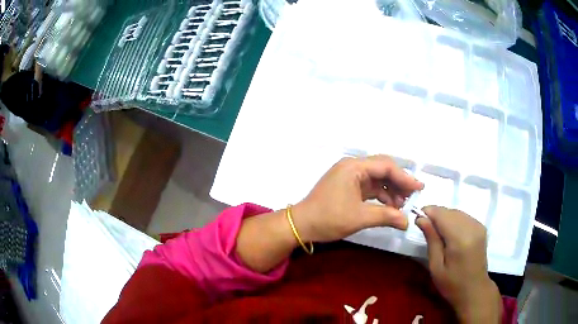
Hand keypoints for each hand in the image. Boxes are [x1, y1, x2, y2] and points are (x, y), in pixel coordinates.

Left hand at [292, 155, 422, 242]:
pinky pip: (370, 187)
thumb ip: (386, 216)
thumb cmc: (328, 218)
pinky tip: (390, 207)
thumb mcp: (359, 217)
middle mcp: (352, 167)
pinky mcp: (348, 186)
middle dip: (398, 183)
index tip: (419, 188)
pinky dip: (381, 196)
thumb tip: (407, 222)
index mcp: (354, 167)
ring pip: (377, 179)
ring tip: (402, 206)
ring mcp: (349, 176)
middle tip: (412, 196)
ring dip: (391, 191)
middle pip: (382, 170)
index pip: (385, 166)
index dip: (404, 177)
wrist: (301, 225)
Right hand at [416, 206, 501, 323]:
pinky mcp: (481, 227)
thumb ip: (431, 239)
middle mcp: (472, 227)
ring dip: (445, 217)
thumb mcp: (436, 266)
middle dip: (436, 214)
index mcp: (460, 239)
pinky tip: (449, 232)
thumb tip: (421, 219)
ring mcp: (478, 226)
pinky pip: (464, 216)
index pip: (442, 215)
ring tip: (436, 231)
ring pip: (457, 212)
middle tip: (425, 227)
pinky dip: (454, 219)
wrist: (474, 289)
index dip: (428, 212)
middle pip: (450, 211)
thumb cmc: (451, 283)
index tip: (417, 219)